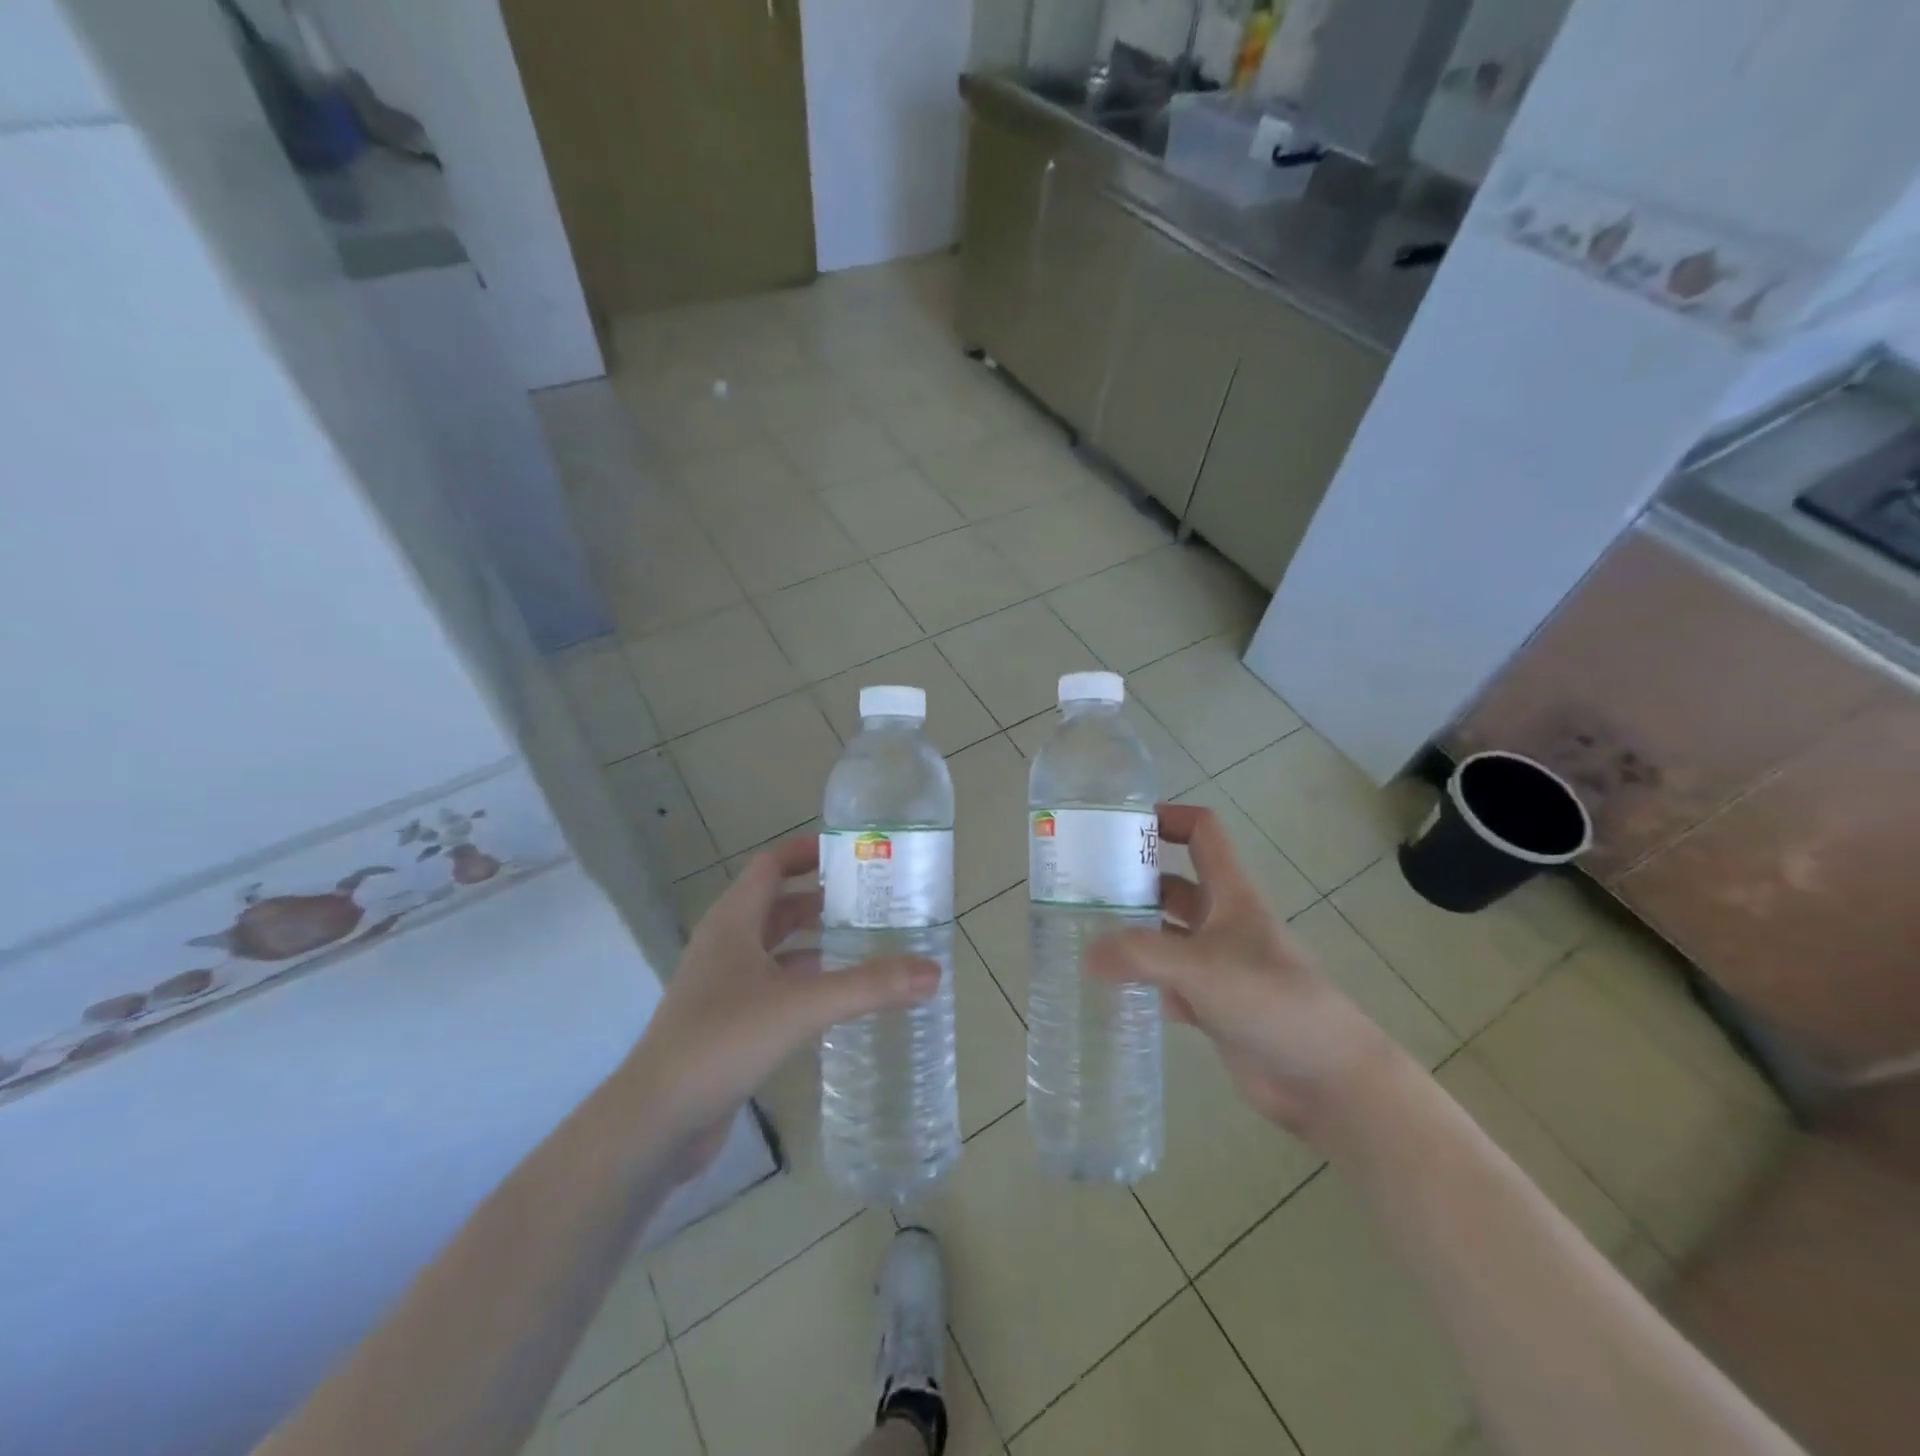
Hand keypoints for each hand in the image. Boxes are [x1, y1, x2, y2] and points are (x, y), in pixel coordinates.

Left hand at [623, 835, 938, 1175]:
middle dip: (822, 900)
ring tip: (865, 945)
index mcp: (733, 922)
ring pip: (776, 949)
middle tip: (873, 902)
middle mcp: (725, 946)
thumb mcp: (801, 1006)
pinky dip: (804, 982)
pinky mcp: (726, 1023)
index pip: (770, 866)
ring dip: (815, 943)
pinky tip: (836, 999)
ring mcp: (722, 987)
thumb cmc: (722, 1041)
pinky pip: (773, 987)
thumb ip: (868, 987)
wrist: (655, 1121)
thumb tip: (932, 971)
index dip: (806, 852)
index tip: (852, 852)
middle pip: (777, 906)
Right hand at [1088, 803, 1398, 1139]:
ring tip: (1084, 938)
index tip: (1121, 827)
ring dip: (1133, 936)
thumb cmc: (1272, 1001)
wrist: (1327, 1078)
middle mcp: (1223, 922)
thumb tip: (1087, 954)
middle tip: (1083, 890)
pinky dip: (1145, 984)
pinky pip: (1169, 984)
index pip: (1203, 834)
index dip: (1168, 819)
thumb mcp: (1201, 967)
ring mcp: (1219, 965)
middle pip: (1173, 886)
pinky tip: (1114, 992)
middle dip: (1133, 883)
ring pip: (1167, 937)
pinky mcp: (1214, 1005)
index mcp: (1230, 894)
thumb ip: (1140, 955)